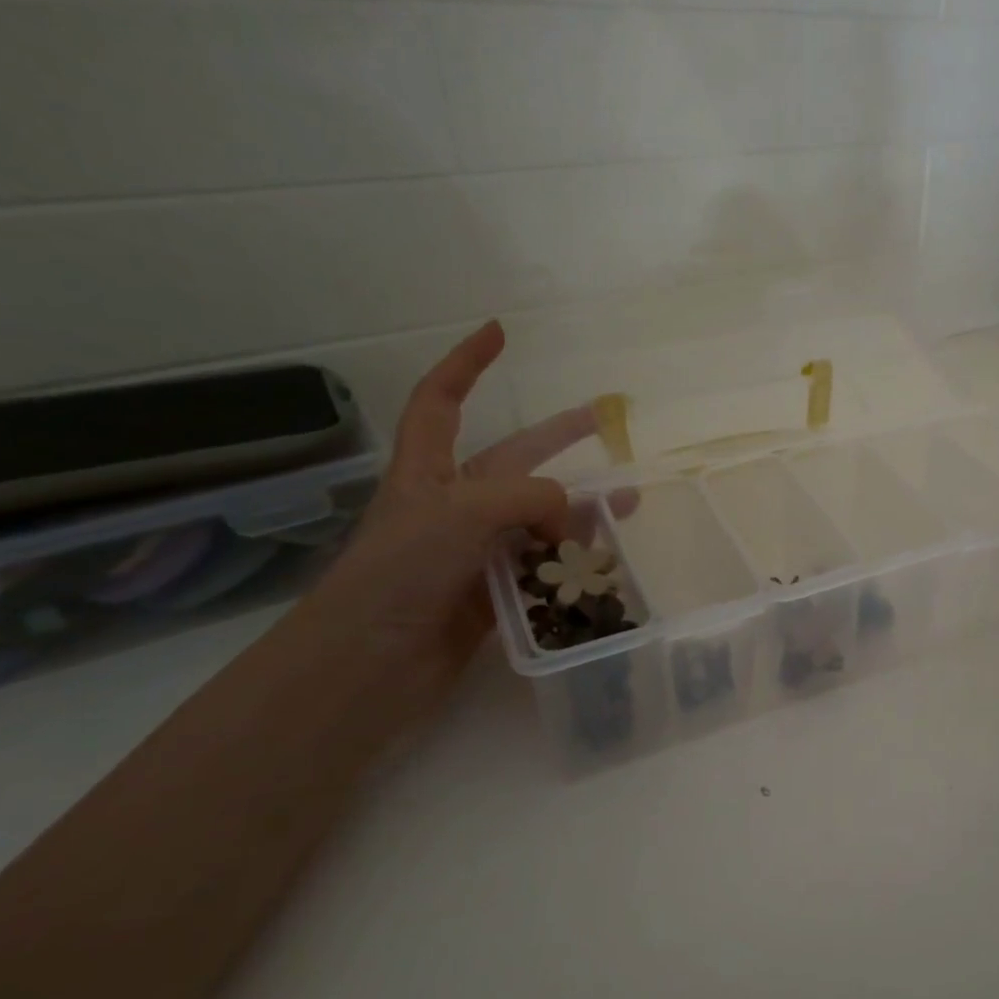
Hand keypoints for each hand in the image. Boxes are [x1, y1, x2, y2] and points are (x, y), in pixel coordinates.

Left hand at [296, 321, 588, 719]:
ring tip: (629, 504)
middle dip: (558, 437)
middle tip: (605, 422)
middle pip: (514, 460)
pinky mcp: (495, 594)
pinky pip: (544, 567)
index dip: (466, 363)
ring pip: (539, 519)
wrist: (369, 665)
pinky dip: (574, 562)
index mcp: (429, 474)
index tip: (499, 333)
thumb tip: (574, 517)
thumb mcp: (463, 513)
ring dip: (582, 510)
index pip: (440, 401)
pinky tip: (604, 563)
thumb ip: (528, 498)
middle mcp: (454, 507)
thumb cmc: (401, 573)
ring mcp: (475, 553)